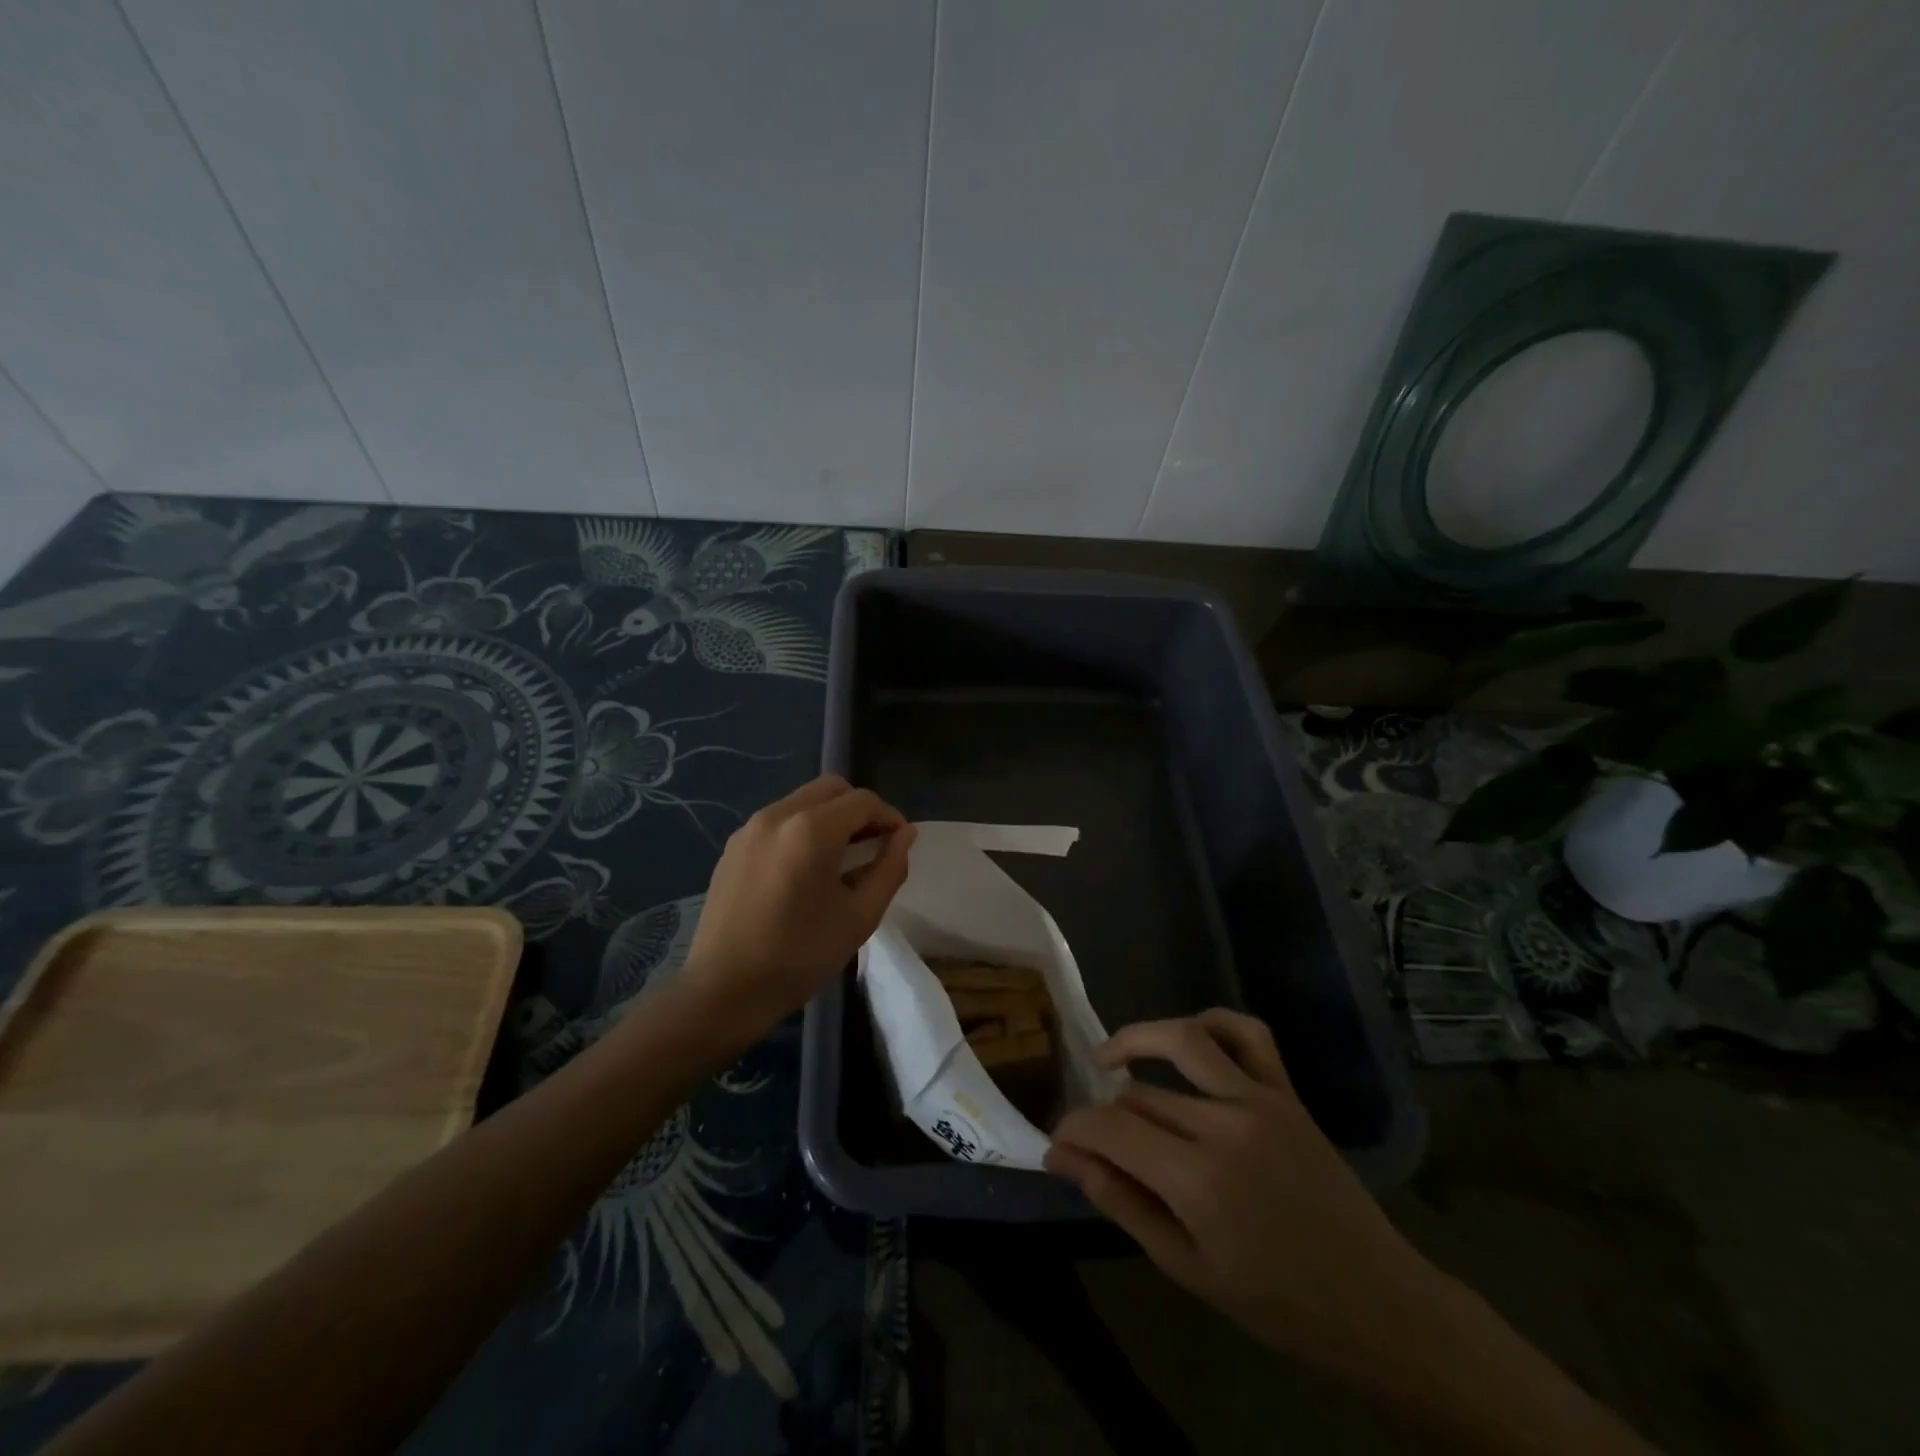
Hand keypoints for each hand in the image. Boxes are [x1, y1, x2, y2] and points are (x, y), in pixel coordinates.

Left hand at [681, 774, 913, 1036]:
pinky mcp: (733, 846)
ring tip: (842, 858)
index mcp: (811, 830)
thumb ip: (890, 868)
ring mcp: (750, 828)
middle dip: (860, 809)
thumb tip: (905, 835)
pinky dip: (802, 829)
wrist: (723, 990)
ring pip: (803, 801)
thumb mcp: (860, 916)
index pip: (863, 801)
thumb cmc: (800, 956)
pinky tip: (806, 869)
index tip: (899, 844)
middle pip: (831, 789)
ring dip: (830, 817)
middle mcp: (778, 815)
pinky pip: (778, 821)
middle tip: (874, 845)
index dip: (889, 817)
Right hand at [1046, 1010, 1436, 1373]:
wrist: (1375, 1303)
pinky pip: (1247, 1033)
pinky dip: (1211, 1023)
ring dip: (1136, 1041)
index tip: (1059, 1142)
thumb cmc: (1276, 1302)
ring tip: (1111, 1060)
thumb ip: (1119, 1201)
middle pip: (1139, 1093)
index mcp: (1198, 1179)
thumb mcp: (1185, 1267)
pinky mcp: (1286, 1092)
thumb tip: (1060, 1157)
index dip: (1074, 1129)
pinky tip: (1188, 1039)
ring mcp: (1260, 1099)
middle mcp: (1225, 1124)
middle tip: (1090, 1135)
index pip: (1110, 1127)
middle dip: (1102, 1111)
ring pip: (1182, 1040)